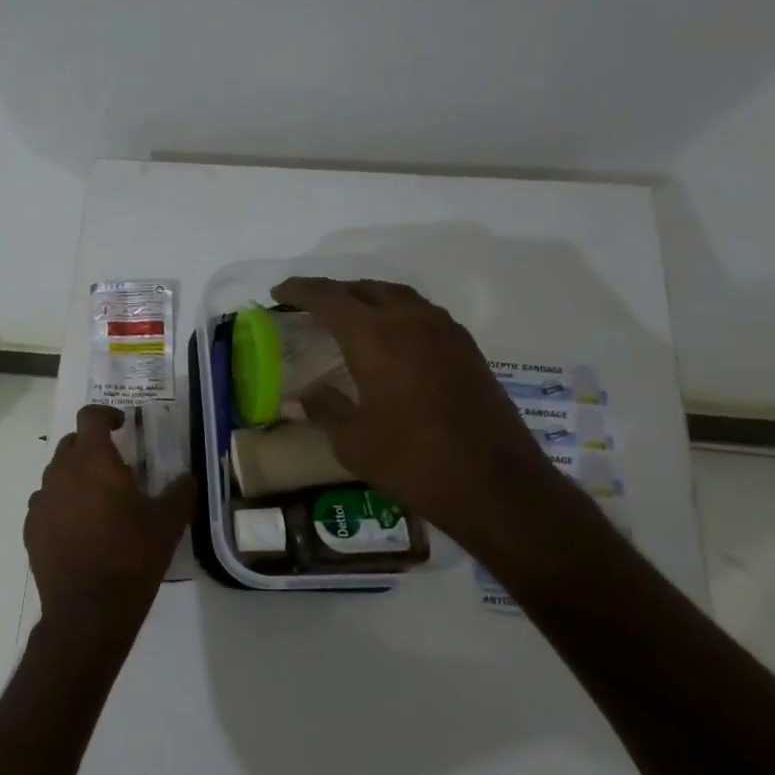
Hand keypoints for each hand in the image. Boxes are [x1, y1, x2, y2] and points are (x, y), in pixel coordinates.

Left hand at [25, 406, 196, 651]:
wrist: (87, 611)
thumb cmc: (131, 558)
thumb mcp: (167, 525)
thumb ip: (180, 493)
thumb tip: (187, 477)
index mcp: (93, 460)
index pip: (90, 416)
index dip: (105, 414)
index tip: (121, 425)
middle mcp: (60, 471)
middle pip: (71, 444)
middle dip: (92, 447)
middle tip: (116, 468)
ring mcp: (41, 500)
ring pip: (57, 474)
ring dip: (76, 477)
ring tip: (99, 502)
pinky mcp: (30, 527)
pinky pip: (46, 503)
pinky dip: (62, 505)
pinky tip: (80, 530)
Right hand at [269, 278, 575, 549]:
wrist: (496, 485)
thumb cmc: (412, 462)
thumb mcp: (353, 440)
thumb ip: (324, 408)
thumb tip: (298, 397)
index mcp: (375, 337)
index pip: (328, 298)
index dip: (300, 290)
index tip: (278, 292)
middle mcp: (411, 322)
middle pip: (365, 288)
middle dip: (333, 292)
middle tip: (308, 306)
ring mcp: (445, 332)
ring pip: (398, 296)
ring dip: (367, 298)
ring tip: (347, 316)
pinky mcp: (467, 349)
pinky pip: (422, 314)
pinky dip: (396, 313)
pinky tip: (389, 339)